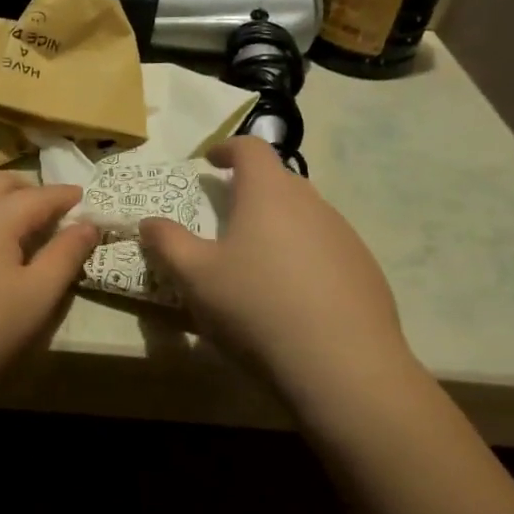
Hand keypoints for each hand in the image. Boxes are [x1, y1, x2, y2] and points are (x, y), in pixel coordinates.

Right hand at [138, 137, 418, 409]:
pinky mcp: (364, 270)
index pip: (250, 147)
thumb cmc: (257, 308)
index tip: (210, 162)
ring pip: (305, 215)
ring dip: (278, 224)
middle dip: (251, 189)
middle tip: (226, 215)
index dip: (227, 148)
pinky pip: (326, 248)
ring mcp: (344, 236)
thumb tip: (149, 222)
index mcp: (269, 193)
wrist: (342, 366)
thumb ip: (167, 243)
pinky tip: (292, 295)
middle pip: (279, 180)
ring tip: (257, 260)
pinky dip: (304, 256)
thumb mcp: (195, 278)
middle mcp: (312, 203)